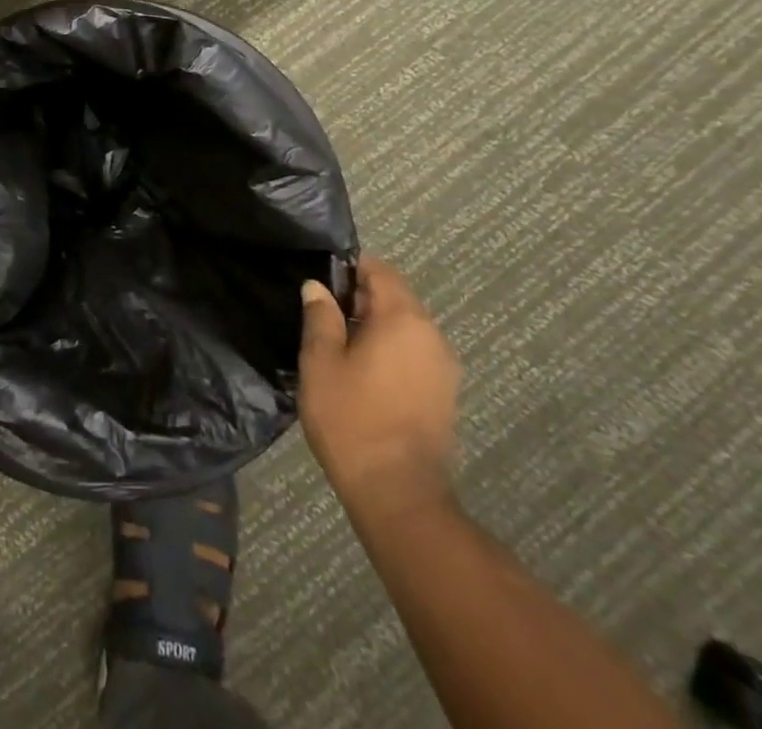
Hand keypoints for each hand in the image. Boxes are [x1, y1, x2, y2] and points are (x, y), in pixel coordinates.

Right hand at [298, 259, 460, 515]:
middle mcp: (432, 336)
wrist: (398, 494)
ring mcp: (443, 368)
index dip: (349, 268)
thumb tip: (317, 287)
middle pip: (396, 297)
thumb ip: (320, 317)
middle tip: (322, 313)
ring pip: (406, 327)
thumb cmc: (351, 418)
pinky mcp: (444, 395)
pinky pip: (414, 354)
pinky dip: (390, 350)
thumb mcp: (320, 361)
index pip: (380, 271)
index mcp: (404, 319)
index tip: (321, 278)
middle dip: (360, 298)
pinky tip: (361, 372)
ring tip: (337, 344)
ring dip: (375, 326)